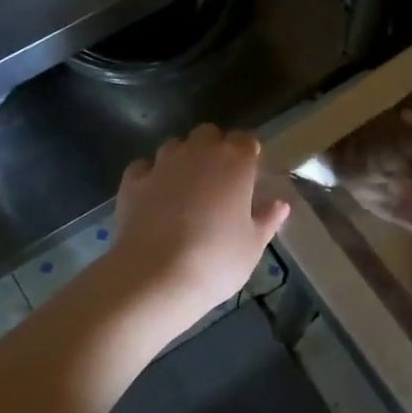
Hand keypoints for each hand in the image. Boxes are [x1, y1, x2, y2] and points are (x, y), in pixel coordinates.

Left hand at [108, 124, 290, 336]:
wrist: (156, 277)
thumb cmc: (217, 261)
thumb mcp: (253, 246)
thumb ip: (267, 220)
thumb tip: (280, 205)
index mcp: (234, 162)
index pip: (246, 140)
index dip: (247, 155)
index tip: (249, 177)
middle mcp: (198, 153)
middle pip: (208, 135)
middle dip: (213, 149)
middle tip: (218, 182)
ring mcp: (161, 164)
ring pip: (174, 147)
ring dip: (182, 160)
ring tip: (185, 191)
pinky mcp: (132, 182)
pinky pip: (144, 168)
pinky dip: (150, 176)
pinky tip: (153, 197)